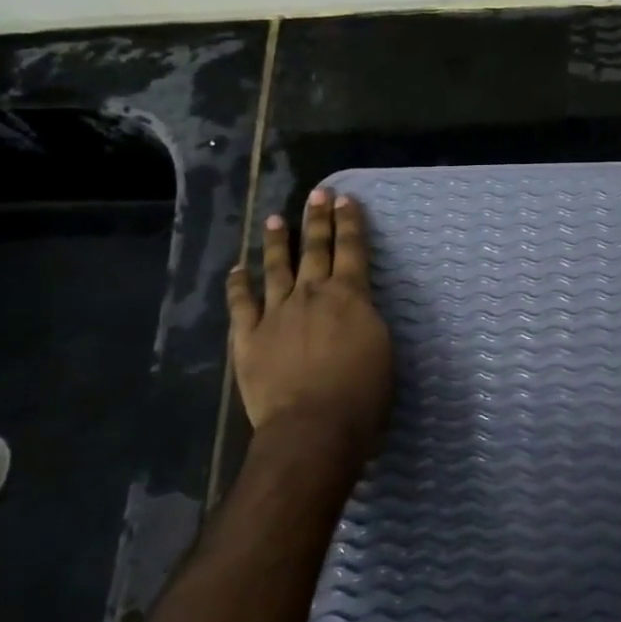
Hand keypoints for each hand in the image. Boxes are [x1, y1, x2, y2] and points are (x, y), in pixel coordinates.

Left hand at [226, 189, 392, 469]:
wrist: (313, 427)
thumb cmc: (363, 394)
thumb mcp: (383, 348)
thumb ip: (366, 319)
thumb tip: (357, 307)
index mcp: (350, 296)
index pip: (351, 249)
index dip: (349, 222)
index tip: (346, 199)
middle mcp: (311, 294)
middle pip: (315, 249)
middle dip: (317, 219)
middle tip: (318, 194)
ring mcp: (276, 314)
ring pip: (276, 268)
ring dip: (278, 242)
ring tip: (276, 220)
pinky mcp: (248, 338)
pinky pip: (241, 304)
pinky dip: (239, 284)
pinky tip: (237, 270)